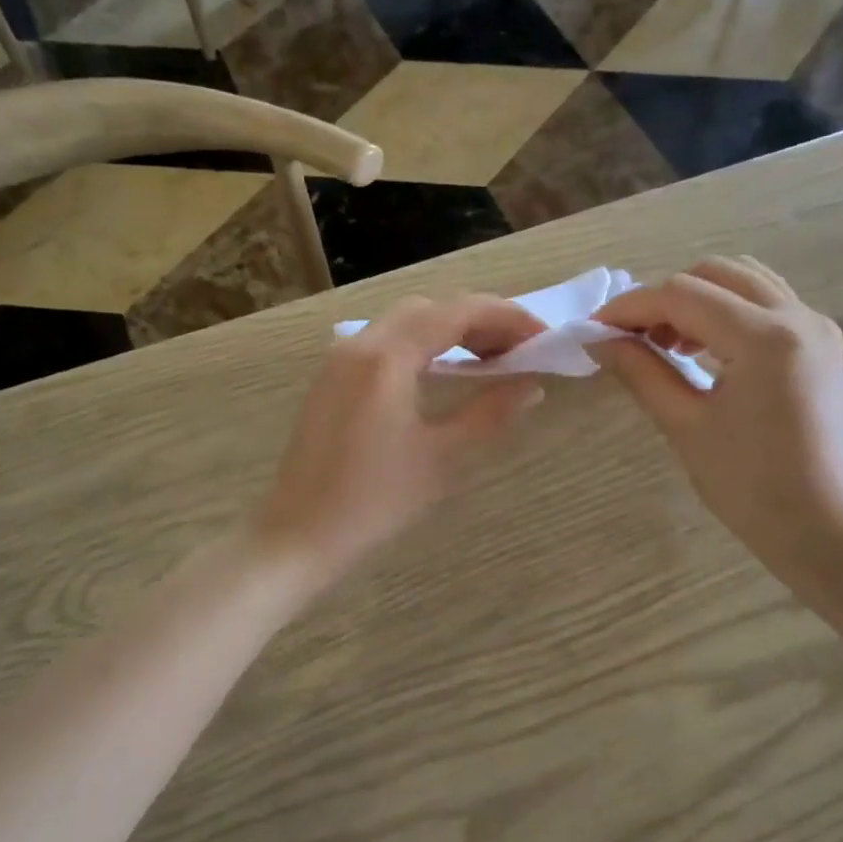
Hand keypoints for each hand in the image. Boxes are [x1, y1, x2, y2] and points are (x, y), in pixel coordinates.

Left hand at [252, 295, 545, 587]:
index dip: (507, 317)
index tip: (543, 337)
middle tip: (520, 350)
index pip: (458, 312)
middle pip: (431, 308)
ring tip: (490, 359)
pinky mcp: (333, 377)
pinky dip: (422, 344)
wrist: (299, 533)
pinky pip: (385, 341)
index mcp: (388, 357)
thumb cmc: (375, 500)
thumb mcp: (441, 457)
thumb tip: (531, 385)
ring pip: (406, 321)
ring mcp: (341, 358)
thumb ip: (489, 412)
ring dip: (451, 330)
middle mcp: (360, 343)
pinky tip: (444, 372)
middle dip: (481, 320)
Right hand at [592, 257, 842, 588]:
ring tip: (667, 345)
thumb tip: (599, 341)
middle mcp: (797, 317)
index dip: (630, 307)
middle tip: (631, 339)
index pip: (681, 296)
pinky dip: (728, 312)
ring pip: (745, 282)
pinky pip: (768, 305)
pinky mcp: (823, 348)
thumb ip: (641, 372)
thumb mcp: (686, 427)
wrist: (832, 534)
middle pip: (715, 274)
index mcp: (764, 337)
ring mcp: (817, 329)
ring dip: (698, 300)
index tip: (594, 329)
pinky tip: (706, 352)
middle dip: (663, 297)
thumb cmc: (753, 488)